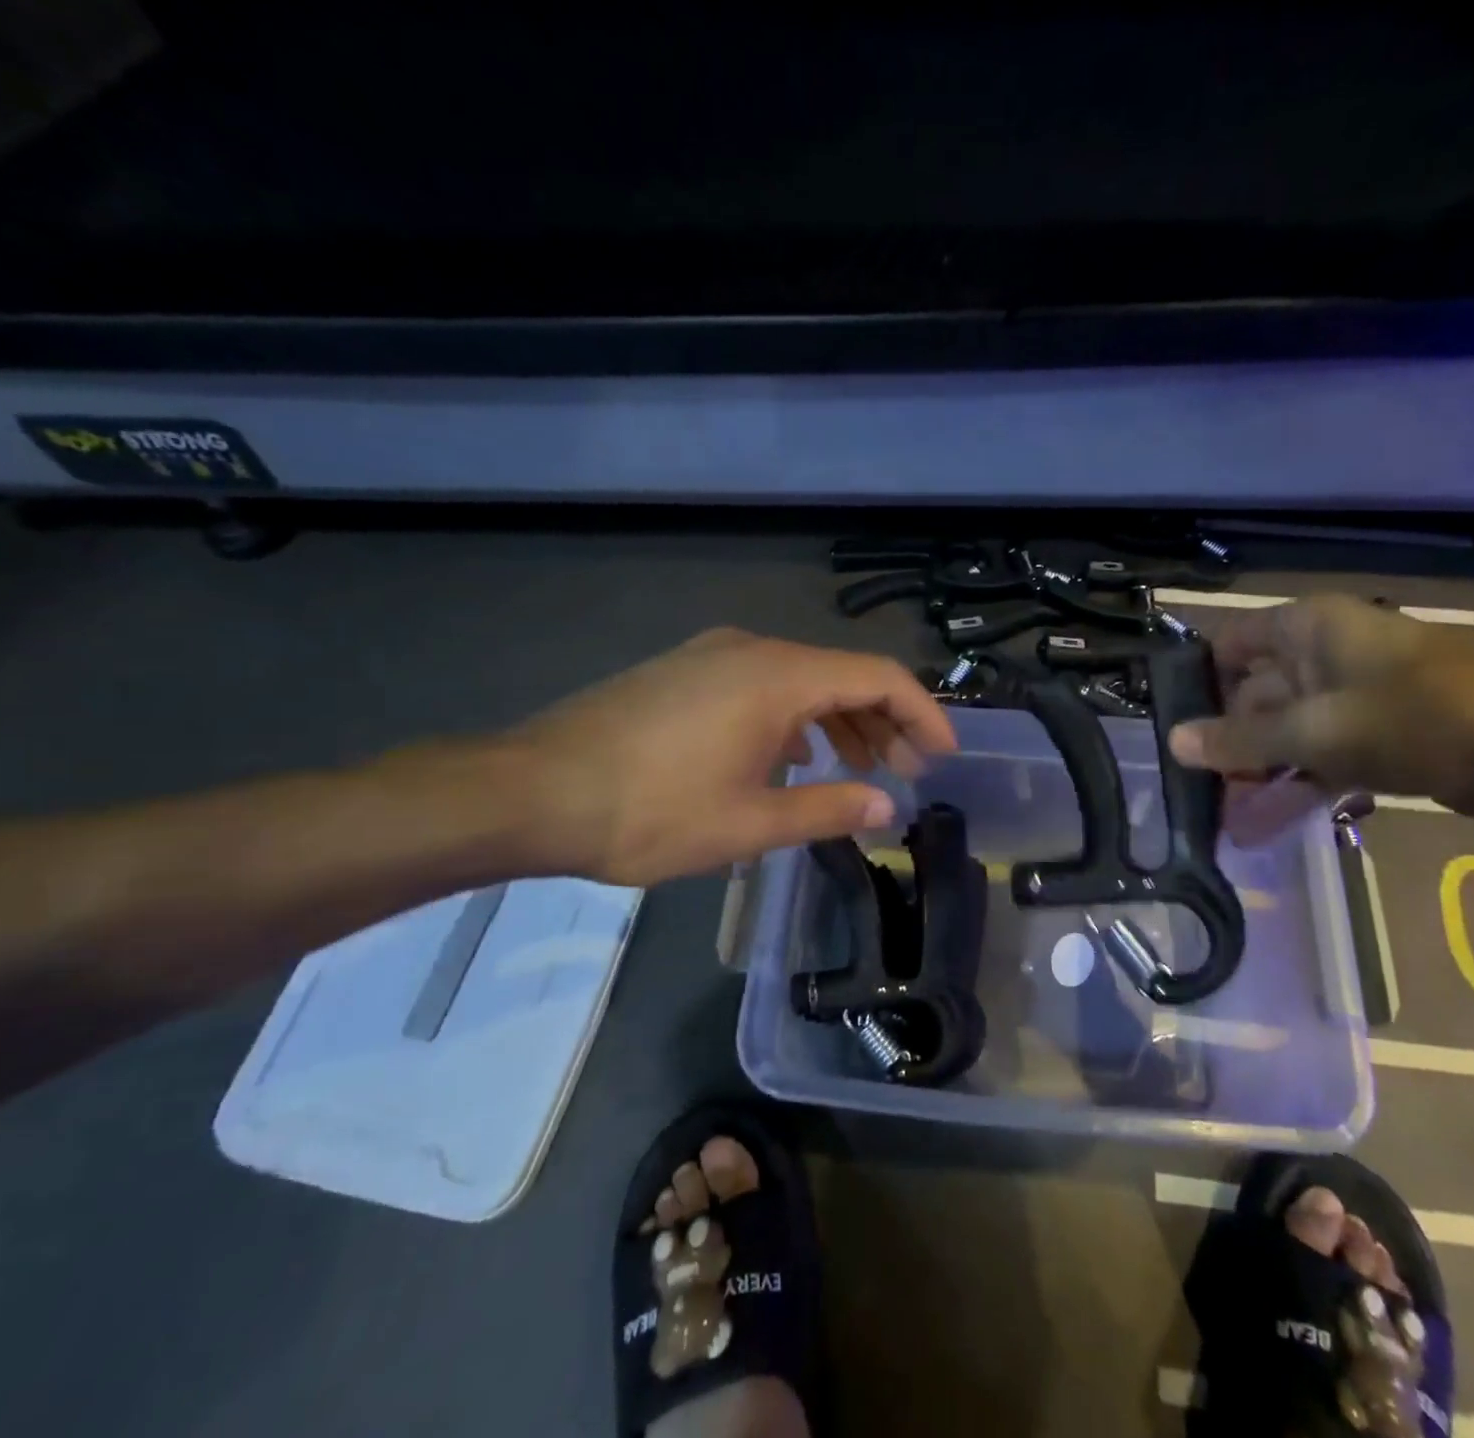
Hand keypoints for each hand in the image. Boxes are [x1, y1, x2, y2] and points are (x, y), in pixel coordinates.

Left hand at [505, 628, 957, 885]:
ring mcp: (713, 657)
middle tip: (907, 773)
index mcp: (777, 676)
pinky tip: (793, 760)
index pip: (878, 677)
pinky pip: (763, 686)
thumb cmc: (648, 811)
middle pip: (842, 674)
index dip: (922, 714)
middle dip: (885, 722)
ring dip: (840, 721)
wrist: (529, 791)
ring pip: (802, 680)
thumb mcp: (749, 823)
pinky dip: (797, 719)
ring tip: (859, 770)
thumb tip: (886, 807)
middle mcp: (751, 650)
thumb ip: (828, 809)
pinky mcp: (685, 673)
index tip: (944, 756)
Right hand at [1166, 595, 1473, 821]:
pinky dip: (1294, 791)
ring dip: (1255, 777)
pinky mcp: (1376, 741)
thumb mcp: (1316, 730)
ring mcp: (1349, 701)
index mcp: (1305, 631)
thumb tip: (1174, 742)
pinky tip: (1263, 827)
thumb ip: (1241, 740)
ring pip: (1284, 736)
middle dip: (1223, 745)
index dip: (1196, 682)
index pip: (1228, 646)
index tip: (1169, 727)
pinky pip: (1318, 762)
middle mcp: (1320, 659)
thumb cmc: (1418, 715)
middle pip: (1252, 697)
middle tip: (1190, 792)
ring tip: (1221, 823)